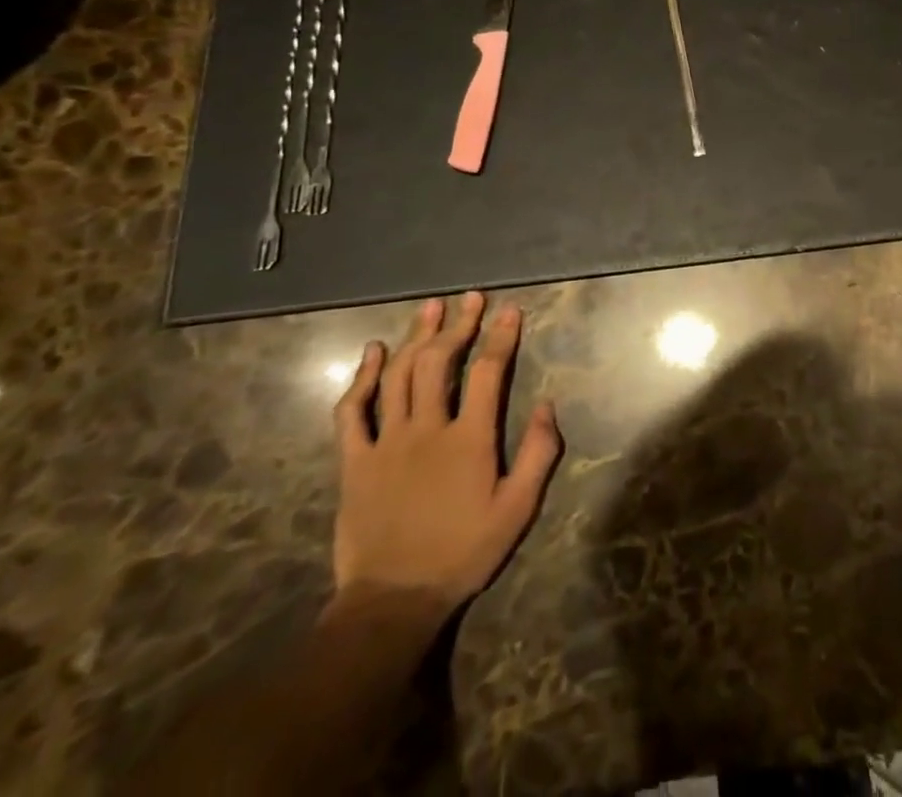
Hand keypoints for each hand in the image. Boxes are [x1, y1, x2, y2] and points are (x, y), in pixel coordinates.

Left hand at [332, 293, 560, 613]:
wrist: (393, 602)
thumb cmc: (463, 553)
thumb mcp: (518, 509)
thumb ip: (539, 454)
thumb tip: (548, 404)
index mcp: (469, 439)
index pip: (488, 372)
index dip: (501, 336)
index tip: (510, 310)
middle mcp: (427, 429)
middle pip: (440, 362)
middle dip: (458, 325)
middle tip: (470, 299)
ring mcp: (386, 443)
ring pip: (399, 376)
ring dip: (416, 337)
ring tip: (429, 308)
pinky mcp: (354, 462)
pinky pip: (352, 412)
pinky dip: (362, 378)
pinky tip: (373, 352)